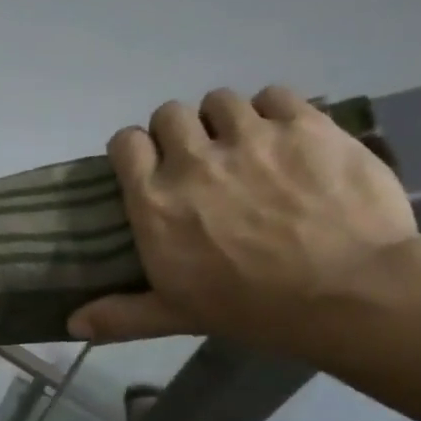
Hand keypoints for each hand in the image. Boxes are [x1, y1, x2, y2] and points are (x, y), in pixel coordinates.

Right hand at [68, 86, 419, 351]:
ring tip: (246, 146)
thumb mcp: (176, 315)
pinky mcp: (305, 124)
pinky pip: (274, 94)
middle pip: (170, 113)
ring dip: (226, 119)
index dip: (136, 150)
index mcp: (155, 200)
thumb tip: (72, 325)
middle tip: (202, 160)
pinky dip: (274, 111)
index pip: (126, 142)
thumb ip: (121, 315)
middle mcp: (193, 158)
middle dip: (180, 132)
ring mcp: (250, 136)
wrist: (349, 293)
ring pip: (221, 100)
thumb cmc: (252, 308)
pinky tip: (286, 137)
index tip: (150, 166)